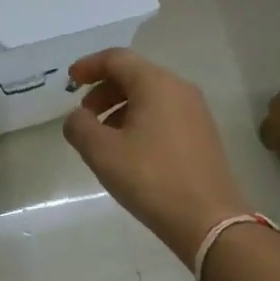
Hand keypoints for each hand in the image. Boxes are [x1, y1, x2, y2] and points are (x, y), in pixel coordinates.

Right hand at [63, 49, 249, 263]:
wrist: (209, 222)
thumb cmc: (151, 179)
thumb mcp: (102, 152)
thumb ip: (79, 126)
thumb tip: (78, 117)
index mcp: (156, 83)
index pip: (116, 59)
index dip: (89, 66)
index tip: (70, 80)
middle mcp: (179, 88)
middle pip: (134, 74)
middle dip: (104, 90)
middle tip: (84, 114)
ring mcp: (196, 110)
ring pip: (150, 95)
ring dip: (120, 106)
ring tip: (103, 136)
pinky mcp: (203, 133)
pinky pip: (164, 112)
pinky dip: (140, 119)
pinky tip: (130, 149)